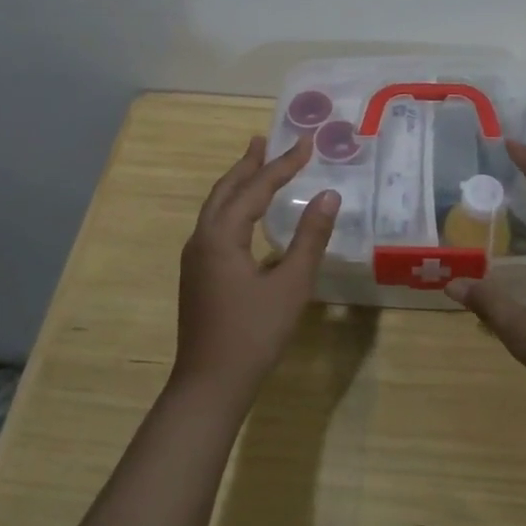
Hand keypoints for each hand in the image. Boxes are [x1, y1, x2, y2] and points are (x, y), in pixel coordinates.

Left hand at [173, 134, 340, 404]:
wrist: (209, 385)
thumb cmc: (254, 333)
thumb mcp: (291, 284)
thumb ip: (310, 237)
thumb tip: (329, 196)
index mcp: (222, 235)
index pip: (256, 188)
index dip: (283, 164)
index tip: (307, 143)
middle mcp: (202, 238)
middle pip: (226, 189)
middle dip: (248, 164)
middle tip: (265, 140)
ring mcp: (196, 258)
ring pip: (216, 207)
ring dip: (237, 184)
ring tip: (256, 165)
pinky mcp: (198, 274)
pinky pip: (215, 225)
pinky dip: (233, 207)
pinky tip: (247, 216)